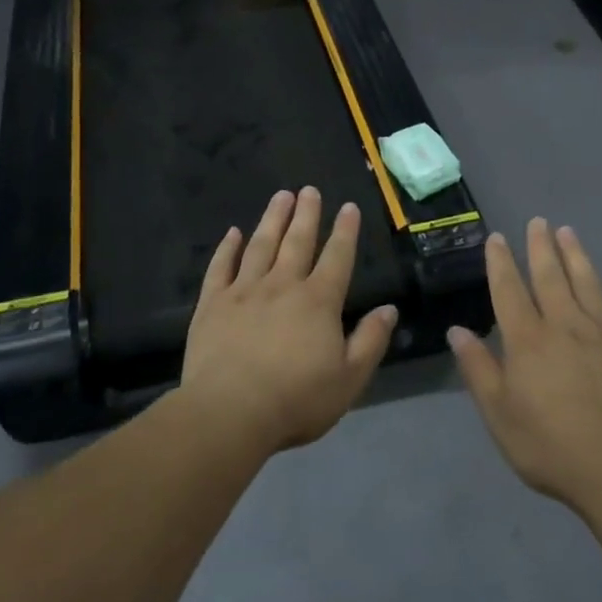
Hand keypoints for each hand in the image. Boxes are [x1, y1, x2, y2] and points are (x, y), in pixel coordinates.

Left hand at [181, 187, 398, 454]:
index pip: (337, 258)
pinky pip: (221, 267)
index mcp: (318, 302)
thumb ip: (370, 341)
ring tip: (280, 196)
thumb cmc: (296, 400)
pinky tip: (232, 233)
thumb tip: (389, 309)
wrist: (230, 412)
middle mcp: (282, 286)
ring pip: (260, 245)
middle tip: (309, 190)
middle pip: (297, 242)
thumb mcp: (349, 379)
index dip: (345, 231)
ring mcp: (244, 291)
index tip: (348, 207)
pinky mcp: (212, 304)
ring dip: (272, 219)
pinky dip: (227, 248)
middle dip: (306, 214)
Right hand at [449, 219, 601, 513]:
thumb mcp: (499, 415)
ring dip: (577, 256)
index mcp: (528, 341)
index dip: (501, 263)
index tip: (497, 238)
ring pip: (589, 285)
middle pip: (550, 278)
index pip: (510, 291)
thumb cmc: (550, 447)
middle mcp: (566, 327)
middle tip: (538, 221)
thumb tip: (457, 331)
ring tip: (568, 232)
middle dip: (541, 248)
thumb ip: (478, 369)